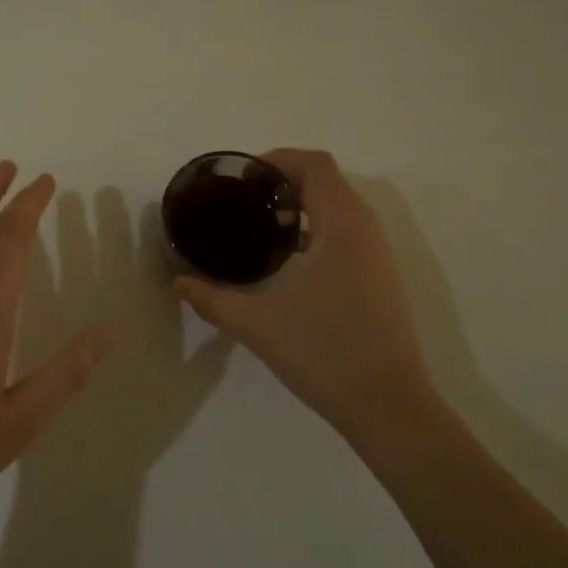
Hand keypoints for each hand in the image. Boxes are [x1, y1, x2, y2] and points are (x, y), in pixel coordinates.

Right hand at [175, 149, 429, 441]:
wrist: (388, 406)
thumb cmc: (323, 352)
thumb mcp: (257, 324)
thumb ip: (212, 299)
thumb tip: (179, 283)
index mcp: (340, 225)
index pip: (314, 164)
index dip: (277, 161)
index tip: (242, 181)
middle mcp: (365, 230)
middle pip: (326, 182)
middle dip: (283, 184)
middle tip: (243, 204)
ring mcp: (377, 256)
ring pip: (339, 209)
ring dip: (301, 208)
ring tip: (260, 231)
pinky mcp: (380, 279)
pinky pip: (347, 234)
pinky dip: (316, 232)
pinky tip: (288, 265)